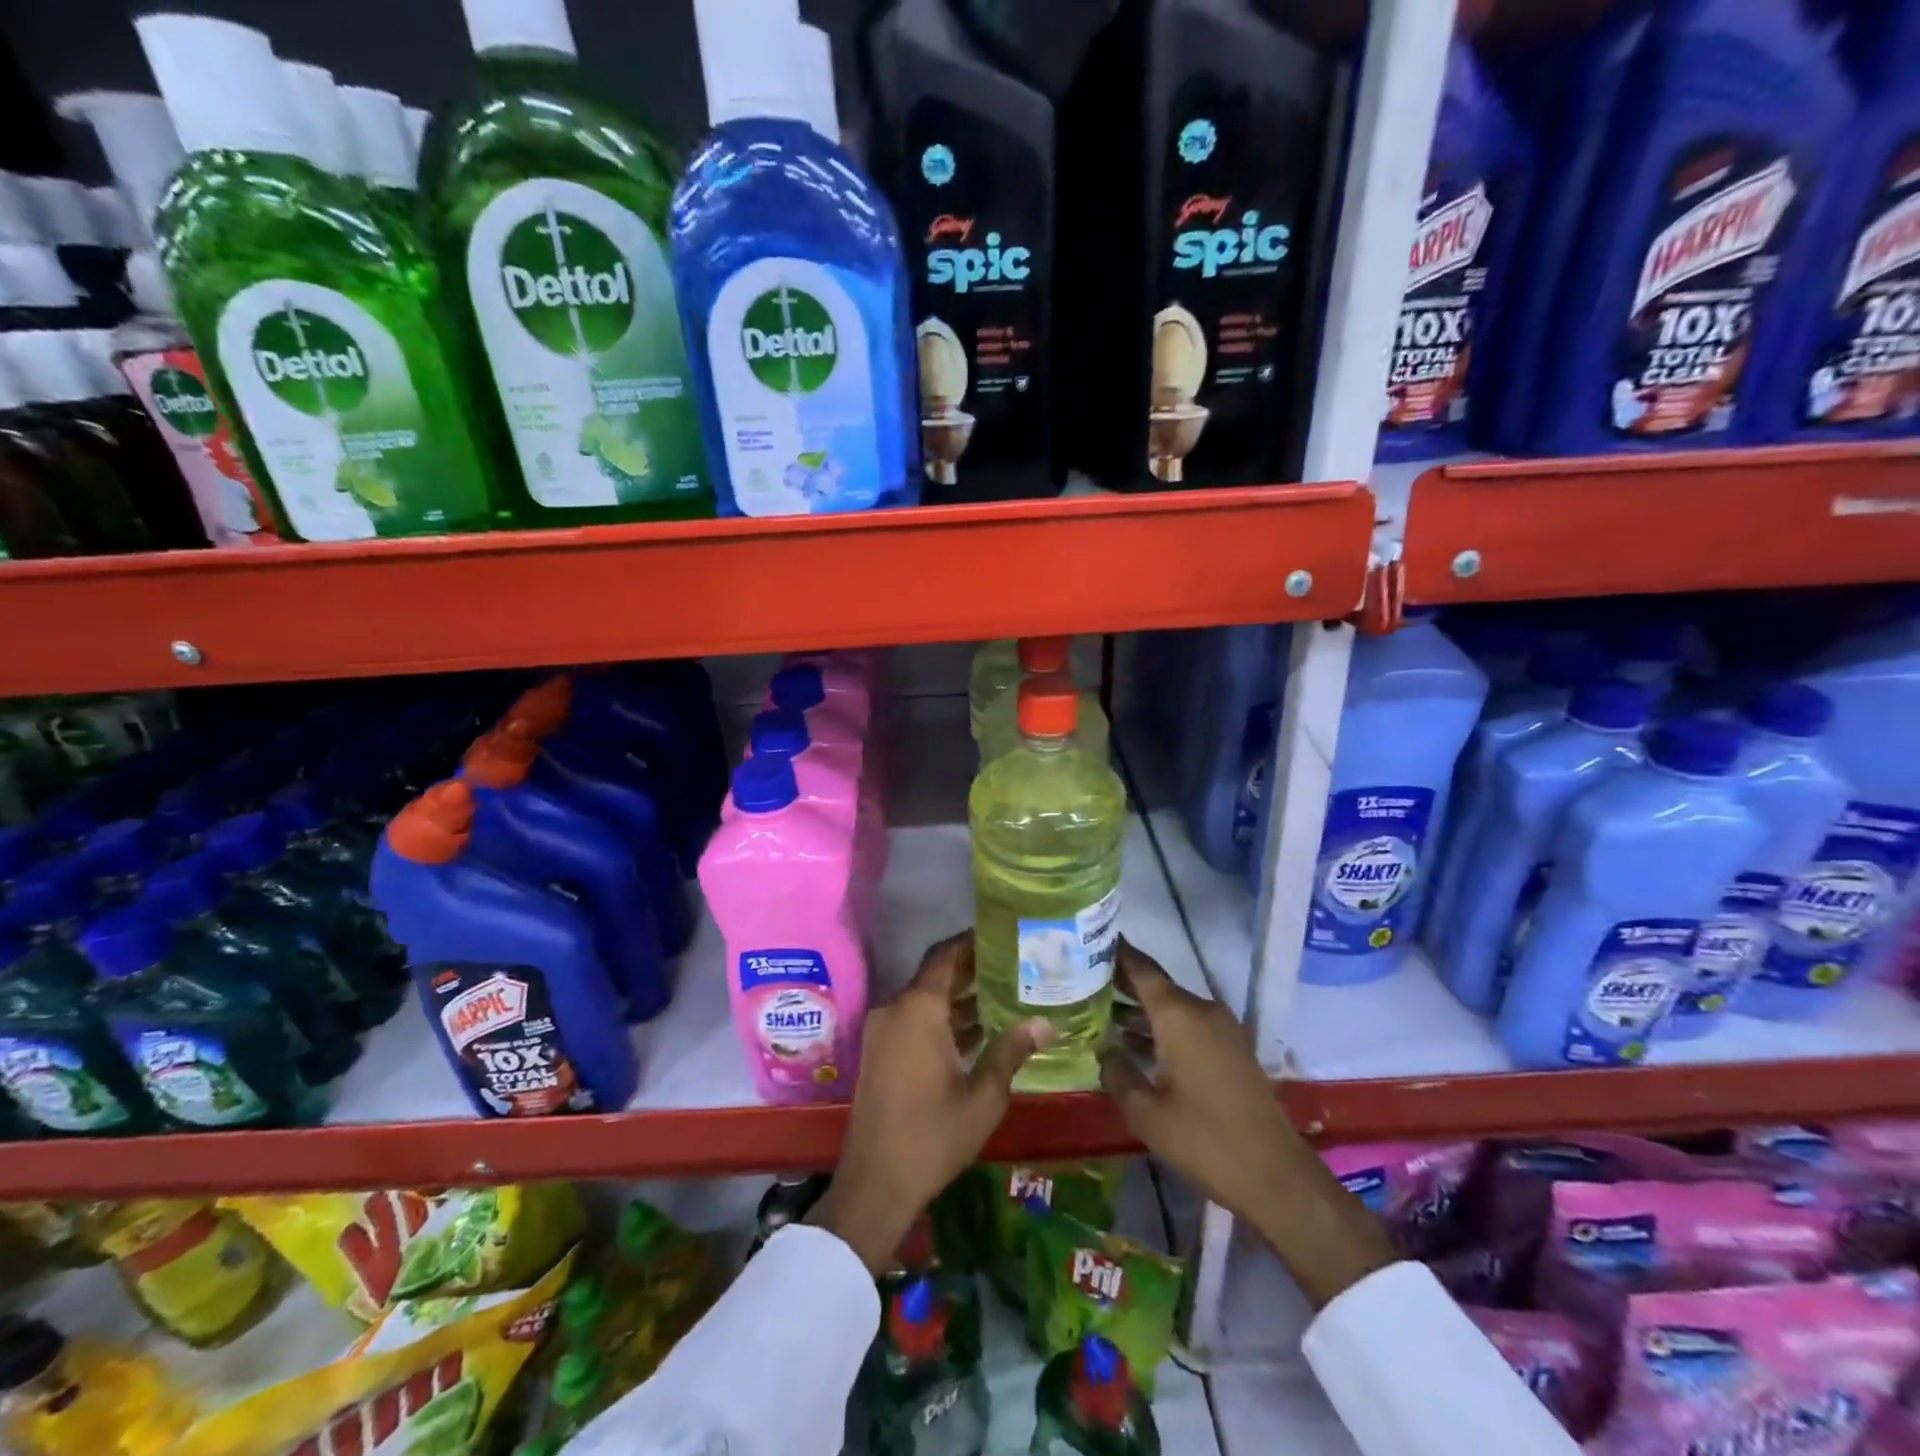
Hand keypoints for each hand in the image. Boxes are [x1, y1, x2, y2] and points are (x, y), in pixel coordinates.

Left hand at [810, 931, 1052, 1271]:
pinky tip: (975, 1032)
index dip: (972, 942)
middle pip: (935, 975)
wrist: (875, 1183)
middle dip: (971, 970)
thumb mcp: (983, 1096)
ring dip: (957, 998)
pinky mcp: (878, 1051)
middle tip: (1013, 966)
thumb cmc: (933, 1136)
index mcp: (918, 1009)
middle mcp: (895, 1009)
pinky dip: (940, 1019)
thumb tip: (1045, 1022)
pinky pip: (912, 1020)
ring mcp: (882, 1030)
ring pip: (924, 999)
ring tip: (1003, 996)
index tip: (1002, 935)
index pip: (946, 956)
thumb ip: (1011, 1051)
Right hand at [1099, 940, 1395, 1307]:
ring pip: (1173, 1007)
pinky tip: (1138, 1044)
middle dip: (1123, 982)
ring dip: (1142, 1009)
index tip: (1089, 939)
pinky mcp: (1232, 1049)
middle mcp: (1202, 1011)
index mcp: (1178, 1015)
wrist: (1276, 1176)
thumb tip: (1105, 1052)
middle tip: (1085, 981)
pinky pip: (1190, 1025)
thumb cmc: (1204, 1140)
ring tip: (1103, 1013)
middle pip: (1157, 985)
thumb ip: (1118, 1074)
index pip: (1141, 969)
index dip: (1116, 953)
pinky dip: (1163, 1027)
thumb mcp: (1146, 1113)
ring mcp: (1222, 1029)